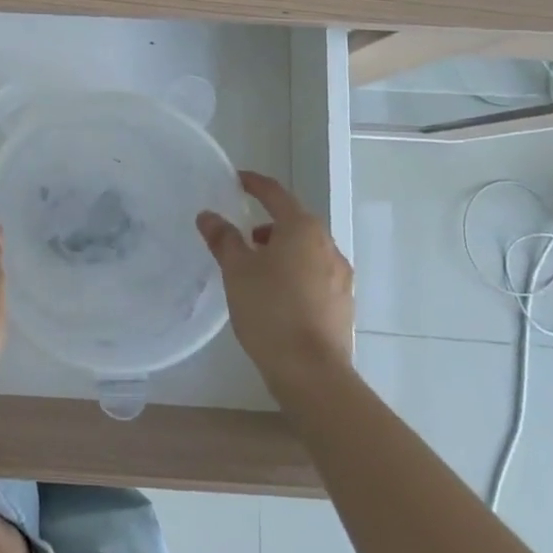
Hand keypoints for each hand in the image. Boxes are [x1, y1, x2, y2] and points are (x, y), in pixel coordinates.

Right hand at [198, 170, 354, 398]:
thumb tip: (209, 216)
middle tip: (243, 234)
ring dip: (282, 249)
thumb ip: (223, 238)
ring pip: (307, 250)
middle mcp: (327, 245)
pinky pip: (315, 274)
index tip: (237, 180)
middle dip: (269, 223)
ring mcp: (340, 276)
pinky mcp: (343, 303)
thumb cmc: (270, 310)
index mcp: (302, 229)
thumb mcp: (236, 270)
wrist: (312, 373)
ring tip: (256, 267)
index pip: (276, 194)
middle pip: (295, 222)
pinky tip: (277, 294)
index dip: (254, 184)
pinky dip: (295, 272)